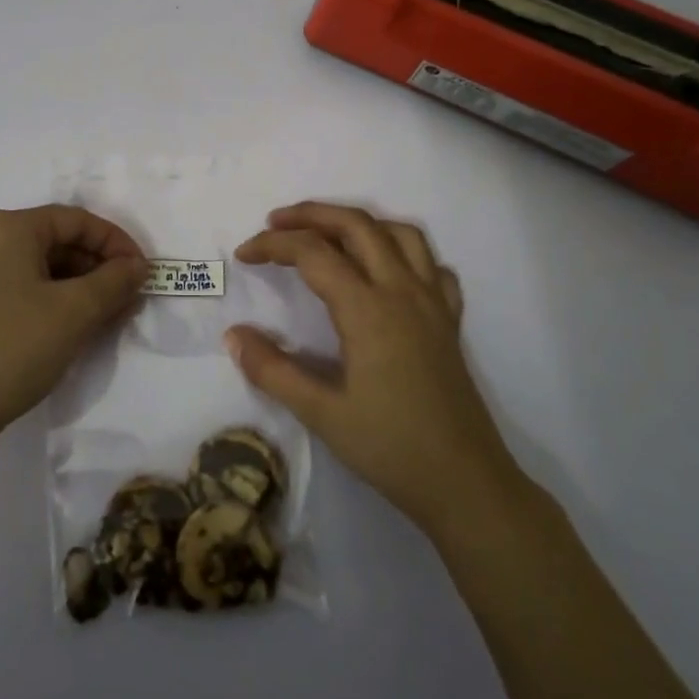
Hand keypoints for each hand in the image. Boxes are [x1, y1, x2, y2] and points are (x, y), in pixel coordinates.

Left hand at [0, 206, 147, 450]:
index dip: (115, 243)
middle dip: (94, 267)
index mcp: (5, 228)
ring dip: (71, 285)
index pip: (75, 220)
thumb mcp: (76, 312)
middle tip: (124, 298)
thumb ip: (115, 280)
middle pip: (51, 240)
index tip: (140, 273)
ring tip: (99, 316)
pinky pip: (10, 286)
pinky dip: (43, 298)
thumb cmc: (12, 349)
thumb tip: (135, 266)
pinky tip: (61, 326)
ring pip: (31, 266)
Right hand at [227, 202, 522, 534]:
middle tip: (275, 222)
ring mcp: (433, 303)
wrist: (465, 484)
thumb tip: (233, 335)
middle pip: (357, 225)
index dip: (273, 245)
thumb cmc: (390, 448)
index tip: (244, 255)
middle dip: (312, 214)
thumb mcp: (321, 414)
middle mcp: (403, 291)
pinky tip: (388, 270)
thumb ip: (272, 370)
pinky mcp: (450, 320)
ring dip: (359, 222)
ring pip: (400, 233)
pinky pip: (432, 264)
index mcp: (368, 309)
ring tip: (328, 234)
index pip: (313, 253)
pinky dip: (405, 251)